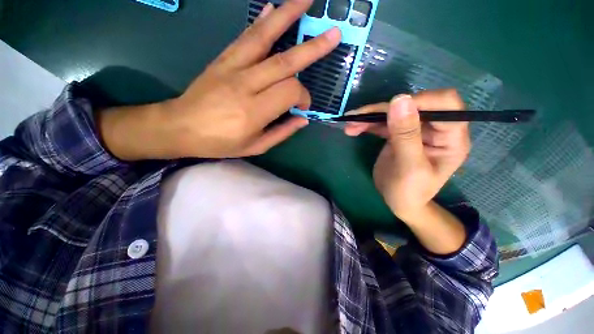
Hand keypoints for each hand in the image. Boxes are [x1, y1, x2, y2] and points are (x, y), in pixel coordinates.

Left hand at [99, 0, 341, 159]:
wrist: (181, 127)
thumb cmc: (221, 143)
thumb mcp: (256, 146)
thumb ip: (282, 133)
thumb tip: (303, 119)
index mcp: (255, 112)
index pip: (290, 91)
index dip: (303, 96)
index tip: (303, 106)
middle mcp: (246, 85)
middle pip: (285, 62)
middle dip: (312, 48)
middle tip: (333, 34)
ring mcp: (232, 68)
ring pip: (265, 38)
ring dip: (288, 17)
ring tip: (306, 1)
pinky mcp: (222, 59)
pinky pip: (245, 37)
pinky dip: (261, 21)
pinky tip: (273, 8)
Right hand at [344, 90, 469, 221]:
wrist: (399, 203)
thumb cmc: (410, 192)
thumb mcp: (410, 167)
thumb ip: (406, 135)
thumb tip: (400, 99)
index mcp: (450, 137)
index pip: (445, 103)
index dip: (419, 101)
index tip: (390, 110)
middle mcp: (435, 129)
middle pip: (413, 105)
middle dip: (384, 110)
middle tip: (358, 118)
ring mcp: (414, 130)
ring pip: (393, 112)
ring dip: (370, 116)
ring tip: (350, 125)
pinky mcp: (398, 134)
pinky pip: (382, 123)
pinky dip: (367, 124)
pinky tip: (352, 129)